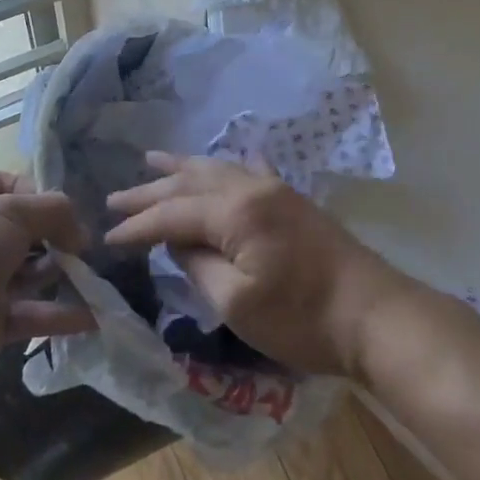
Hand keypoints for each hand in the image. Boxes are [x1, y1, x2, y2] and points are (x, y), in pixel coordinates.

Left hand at [0, 170, 96, 388]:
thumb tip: (80, 234)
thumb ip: (54, 211)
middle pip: (26, 230)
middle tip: (83, 246)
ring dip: (63, 273)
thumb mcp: (11, 211)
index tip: (64, 210)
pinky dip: (62, 314)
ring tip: (94, 276)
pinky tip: (95, 314)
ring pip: (31, 272)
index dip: (40, 193)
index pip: (10, 184)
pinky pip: (32, 313)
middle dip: (58, 236)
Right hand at [103, 153, 410, 376]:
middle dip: (151, 191)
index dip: (137, 226)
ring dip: (182, 168)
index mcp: (235, 211)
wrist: (373, 314)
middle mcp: (252, 187)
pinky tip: (224, 162)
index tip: (106, 239)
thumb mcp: (237, 304)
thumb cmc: (302, 319)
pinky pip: (250, 170)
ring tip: (153, 160)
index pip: (172, 214)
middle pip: (190, 183)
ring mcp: (275, 188)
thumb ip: (198, 266)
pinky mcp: (292, 199)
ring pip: (217, 169)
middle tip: (114, 198)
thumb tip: (177, 241)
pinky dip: (226, 166)